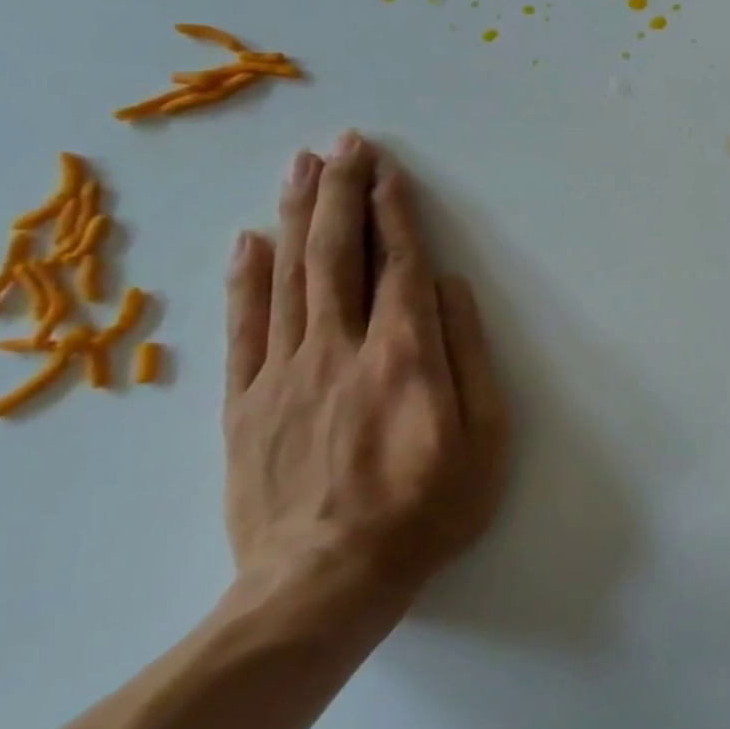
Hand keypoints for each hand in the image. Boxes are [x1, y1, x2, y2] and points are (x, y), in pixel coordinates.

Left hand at [222, 132, 509, 619]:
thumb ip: (470, 356)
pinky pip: (243, 328)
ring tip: (302, 166)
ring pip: (287, 277)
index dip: (395, 213)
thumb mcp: (486, 437)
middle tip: (345, 143)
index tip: (389, 170)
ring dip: (297, 216)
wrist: (324, 585)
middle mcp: (340, 349)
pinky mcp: (245, 404)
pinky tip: (251, 239)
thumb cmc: (427, 509)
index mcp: (405, 356)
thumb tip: (452, 290)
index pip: (399, 266)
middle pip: (338, 255)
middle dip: (343, 192)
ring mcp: (284, 374)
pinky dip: (245, 278)